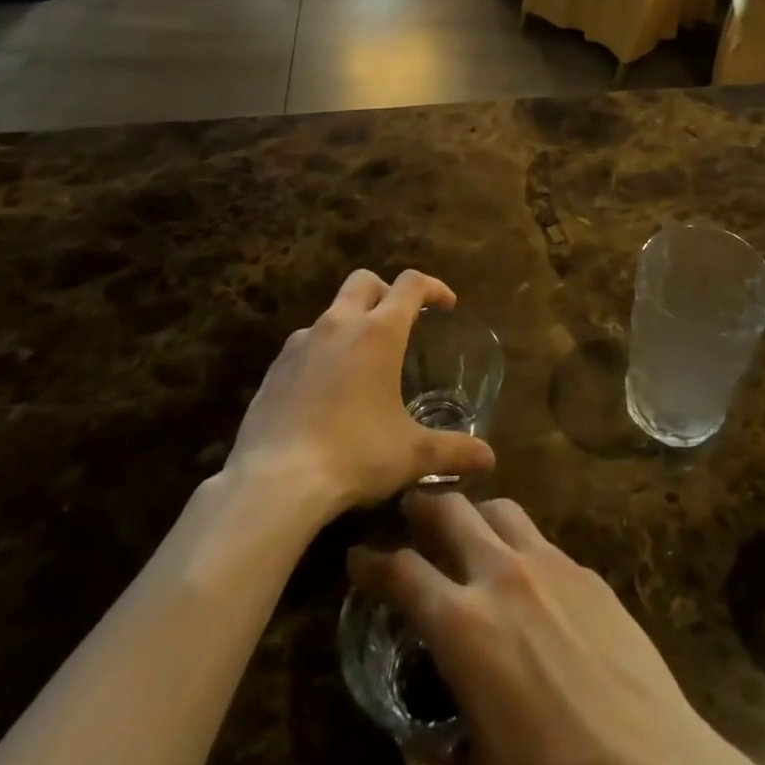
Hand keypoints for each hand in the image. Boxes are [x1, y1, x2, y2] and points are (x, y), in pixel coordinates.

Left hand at [227, 270, 494, 517]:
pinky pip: (305, 345)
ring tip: (363, 364)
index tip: (446, 305)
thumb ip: (453, 451)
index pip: (411, 284)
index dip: (433, 287)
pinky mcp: (274, 368)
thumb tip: (489, 459)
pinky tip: (327, 392)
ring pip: (332, 312)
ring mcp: (301, 343)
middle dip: (386, 292)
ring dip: (352, 323)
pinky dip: (323, 353)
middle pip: (364, 281)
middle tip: (401, 321)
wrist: (274, 483)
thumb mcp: (411, 455)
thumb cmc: (354, 456)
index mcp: (378, 332)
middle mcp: (339, 324)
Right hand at [350, 494, 764, 764]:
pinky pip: (541, 539)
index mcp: (463, 626)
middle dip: (421, 505)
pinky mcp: (588, 571)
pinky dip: (519, 545)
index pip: (401, 572)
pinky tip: (526, 577)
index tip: (357, 555)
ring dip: (474, 514)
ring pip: (499, 509)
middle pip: (449, 510)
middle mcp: (502, 575)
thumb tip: (412, 753)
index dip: (371, 561)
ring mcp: (550, 564)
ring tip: (467, 534)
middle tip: (407, 512)